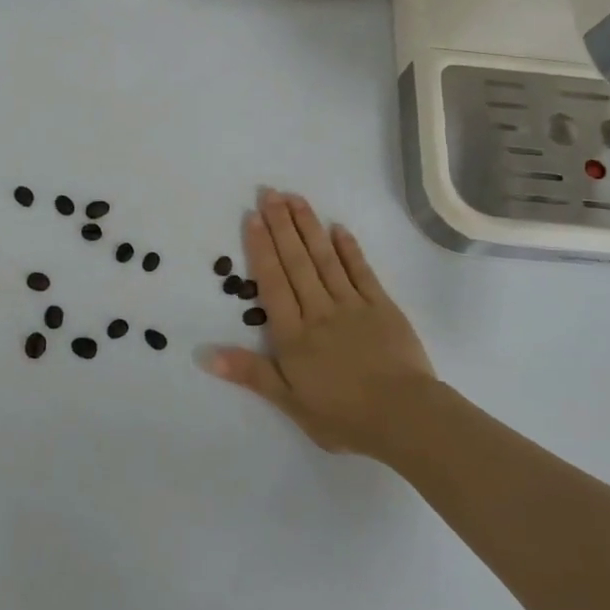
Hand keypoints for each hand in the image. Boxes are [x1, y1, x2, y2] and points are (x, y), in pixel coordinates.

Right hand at [201, 189, 438, 458]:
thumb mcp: (289, 402)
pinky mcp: (382, 306)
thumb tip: (204, 354)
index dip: (262, 248)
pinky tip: (338, 228)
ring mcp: (352, 305)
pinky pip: (361, 271)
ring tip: (295, 198)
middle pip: (297, 261)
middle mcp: (319, 310)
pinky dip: (349, 249)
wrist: (405, 417)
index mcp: (294, 334)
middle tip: (270, 192)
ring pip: (325, 259)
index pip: (273, 282)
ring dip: (309, 227)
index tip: (253, 216)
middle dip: (281, 225)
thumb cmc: (343, 415)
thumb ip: (250, 373)